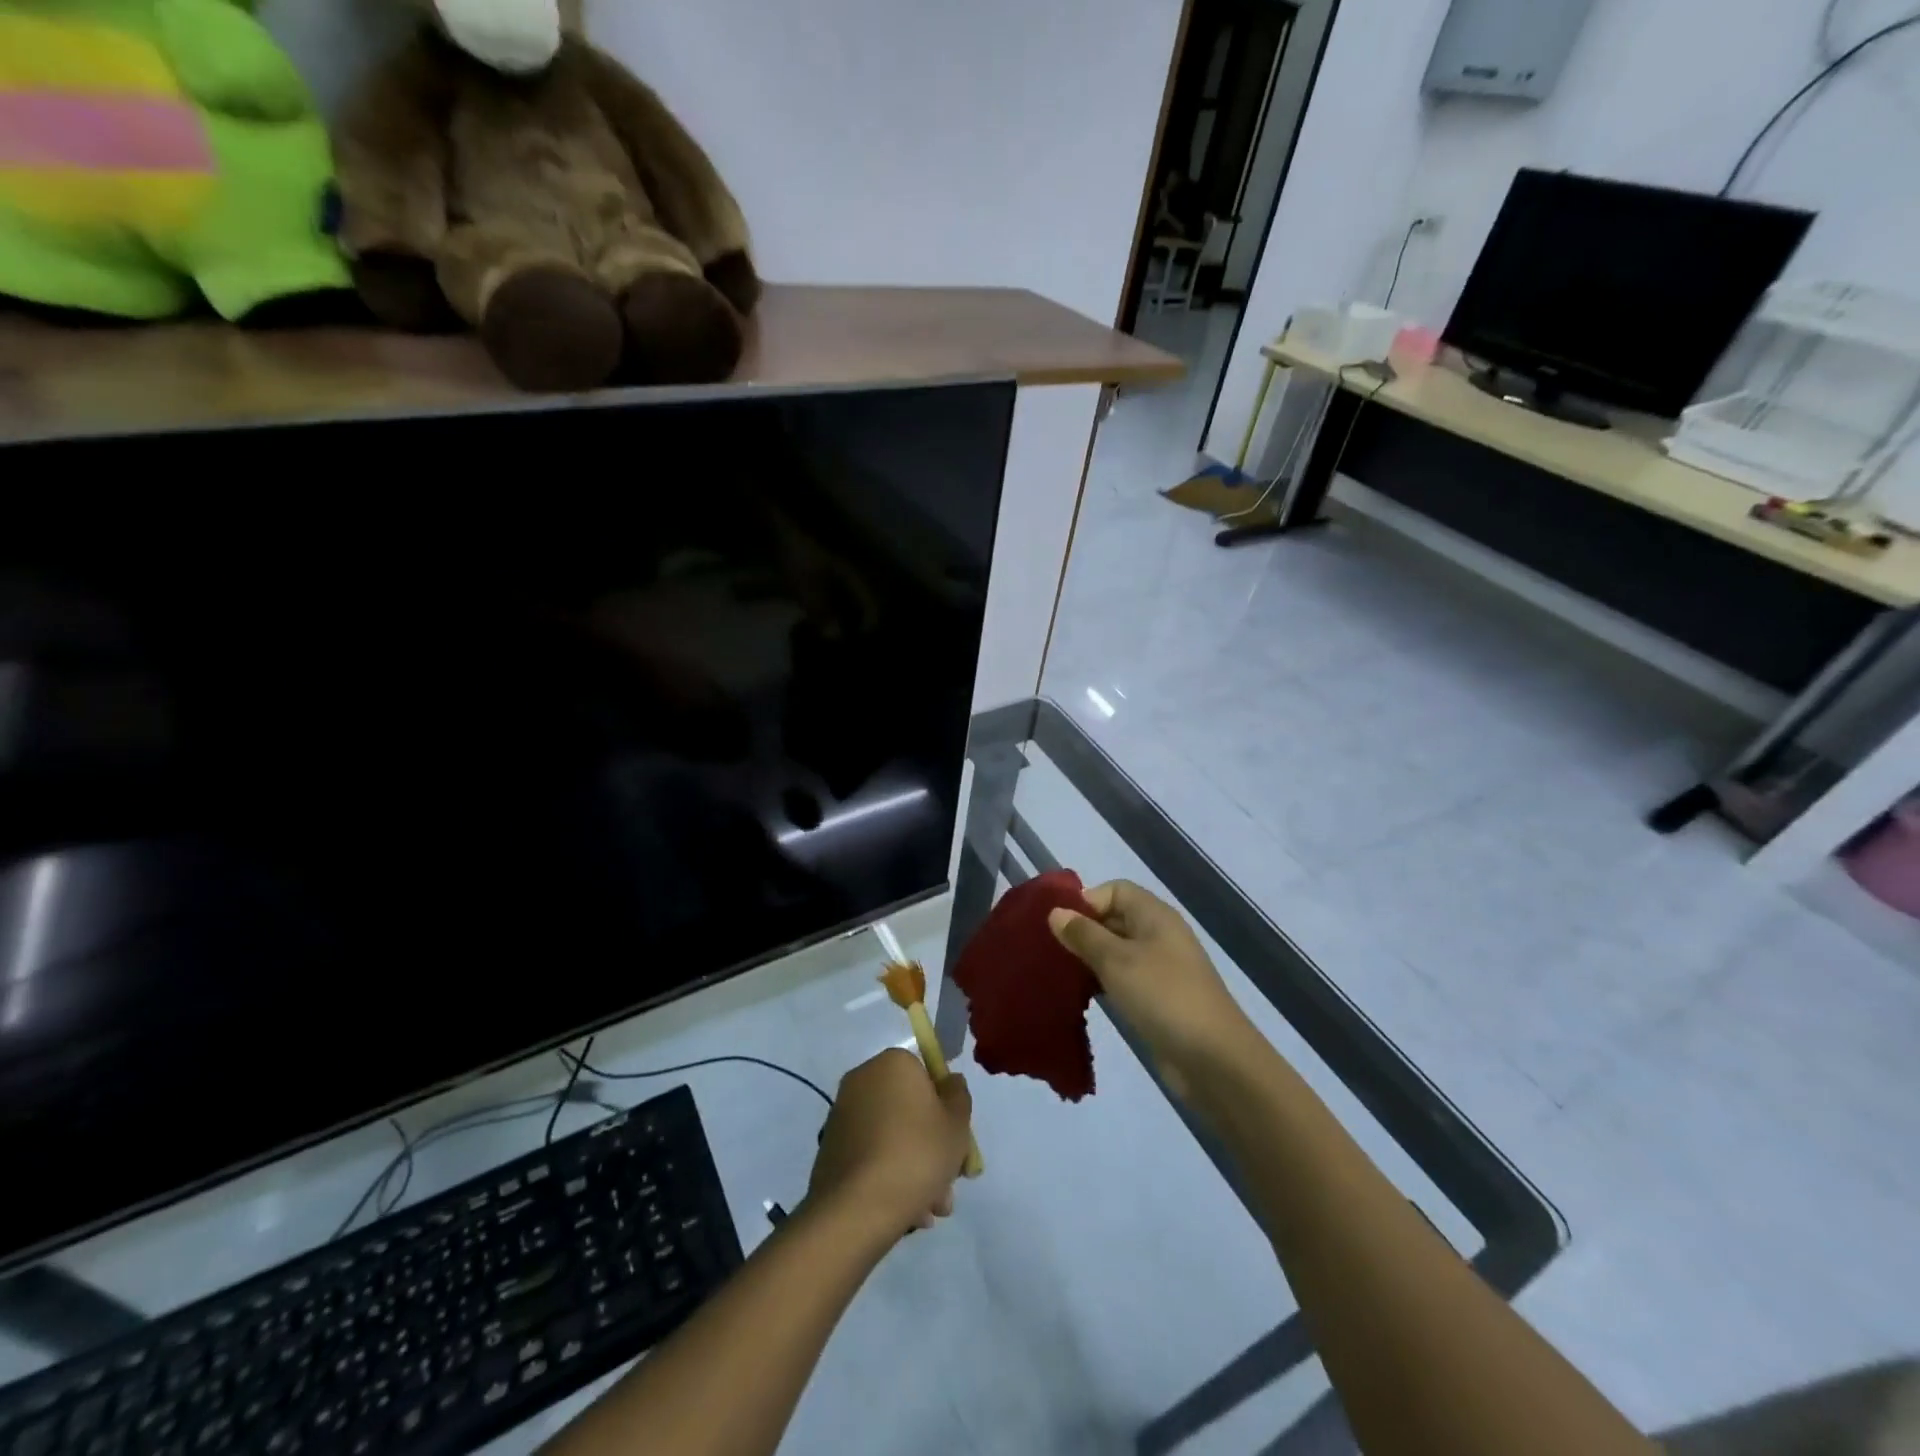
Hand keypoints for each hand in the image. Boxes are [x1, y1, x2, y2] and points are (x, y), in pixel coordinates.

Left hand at [808, 1049, 972, 1238]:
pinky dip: (888, 1175)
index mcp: (893, 1062)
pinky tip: (905, 1211)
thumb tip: (948, 1081)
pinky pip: (871, 1154)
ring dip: (915, 1168)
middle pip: (910, 1110)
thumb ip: (959, 1096)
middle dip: (932, 1148)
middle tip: (947, 1186)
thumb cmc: (916, 1154)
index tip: (958, 1144)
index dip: (947, 1109)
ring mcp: (843, 1114)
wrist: (856, 1208)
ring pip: (892, 1136)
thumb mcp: (956, 1124)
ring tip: (929, 1210)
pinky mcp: (831, 1147)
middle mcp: (863, 1079)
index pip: (928, 1076)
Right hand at [1048, 880, 1254, 1086]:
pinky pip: (1124, 978)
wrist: (1214, 1059)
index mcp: (1155, 915)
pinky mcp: (1158, 998)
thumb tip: (1056, 912)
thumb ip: (1084, 934)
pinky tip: (1082, 997)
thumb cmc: (1163, 996)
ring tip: (1059, 974)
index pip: (1115, 890)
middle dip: (1083, 930)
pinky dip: (1103, 982)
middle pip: (1114, 918)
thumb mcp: (1116, 961)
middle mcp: (1158, 935)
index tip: (1060, 926)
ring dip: (1090, 959)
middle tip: (1050, 952)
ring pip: (1116, 951)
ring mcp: (1160, 968)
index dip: (1087, 901)